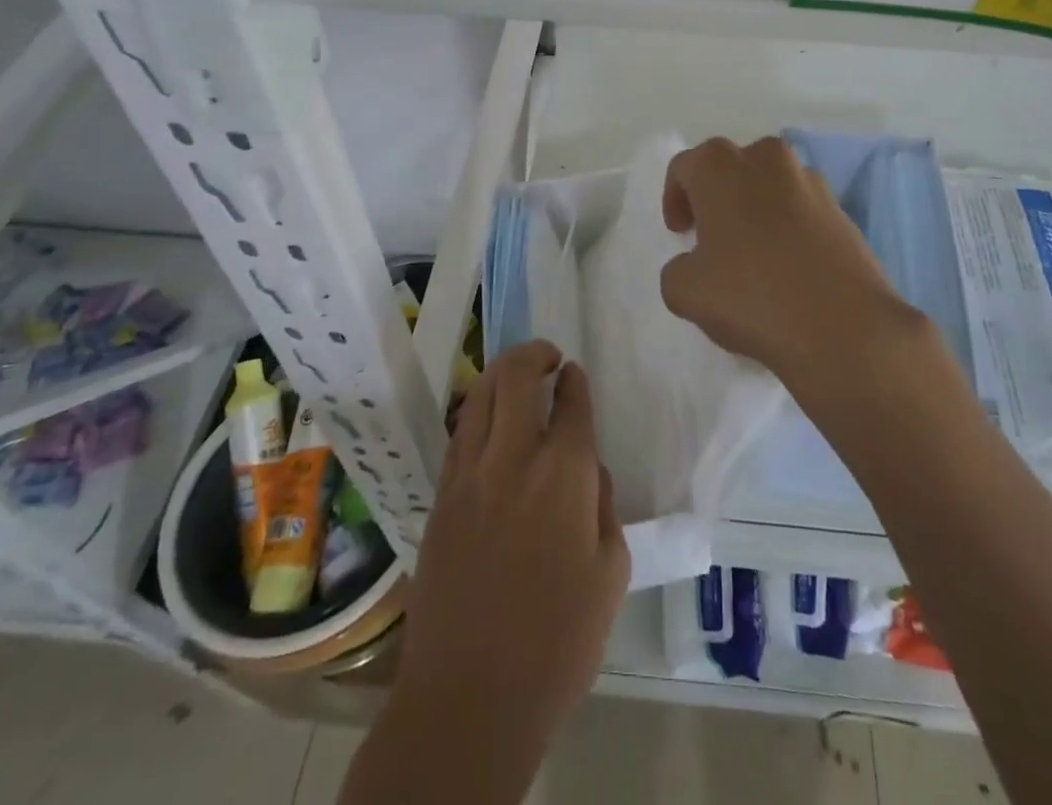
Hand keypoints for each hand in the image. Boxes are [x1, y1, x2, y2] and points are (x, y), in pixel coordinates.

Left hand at [391, 341, 628, 790]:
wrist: (470, 697)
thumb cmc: (557, 643)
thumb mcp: (610, 575)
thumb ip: (603, 507)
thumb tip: (588, 470)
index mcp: (563, 475)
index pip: (571, 404)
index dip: (575, 382)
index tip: (575, 374)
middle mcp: (513, 459)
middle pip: (516, 378)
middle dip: (534, 354)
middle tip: (549, 356)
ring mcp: (470, 475)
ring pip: (479, 397)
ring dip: (500, 374)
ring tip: (516, 375)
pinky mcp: (441, 498)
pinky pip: (459, 435)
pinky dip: (475, 412)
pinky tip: (486, 421)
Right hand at [659, 136, 925, 391]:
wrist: (845, 327)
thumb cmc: (752, 297)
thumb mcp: (684, 291)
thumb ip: (676, 268)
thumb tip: (694, 264)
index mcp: (720, 166)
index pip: (684, 167)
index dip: (675, 199)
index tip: (681, 234)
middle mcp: (766, 158)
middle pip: (730, 168)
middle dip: (717, 197)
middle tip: (711, 238)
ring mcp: (810, 180)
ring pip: (769, 184)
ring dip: (755, 208)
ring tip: (752, 254)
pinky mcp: (842, 209)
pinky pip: (801, 208)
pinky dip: (789, 226)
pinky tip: (787, 267)